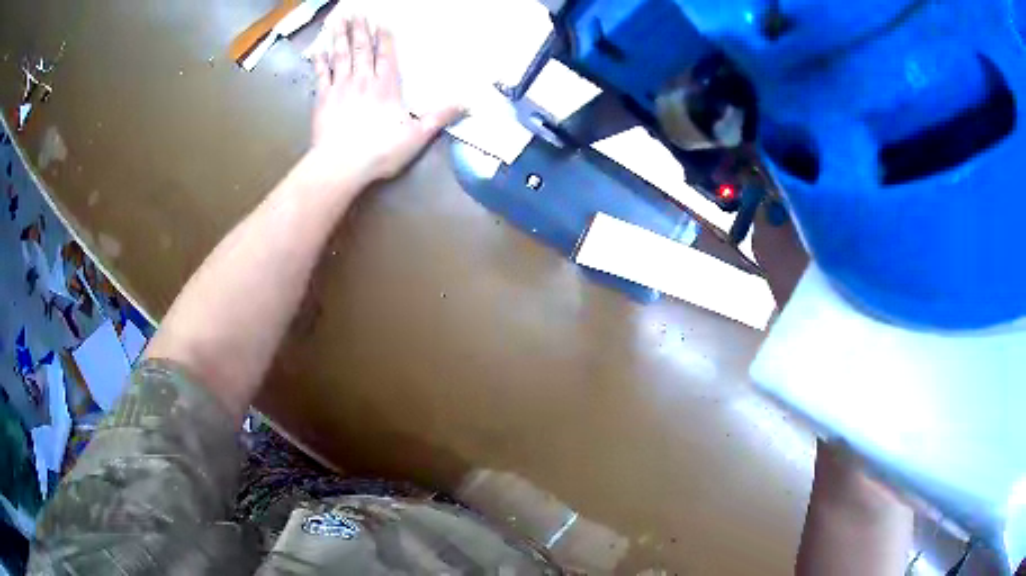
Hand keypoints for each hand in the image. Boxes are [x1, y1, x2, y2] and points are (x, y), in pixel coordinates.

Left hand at [305, 11, 461, 191]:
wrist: (340, 165)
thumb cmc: (379, 151)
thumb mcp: (417, 136)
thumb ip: (440, 117)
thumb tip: (467, 103)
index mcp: (386, 86)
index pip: (386, 55)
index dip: (384, 38)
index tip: (381, 22)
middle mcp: (363, 80)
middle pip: (362, 49)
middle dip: (360, 29)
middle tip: (358, 12)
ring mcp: (340, 87)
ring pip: (341, 55)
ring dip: (341, 36)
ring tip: (340, 20)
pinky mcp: (322, 98)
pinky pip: (321, 73)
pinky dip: (320, 60)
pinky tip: (319, 48)